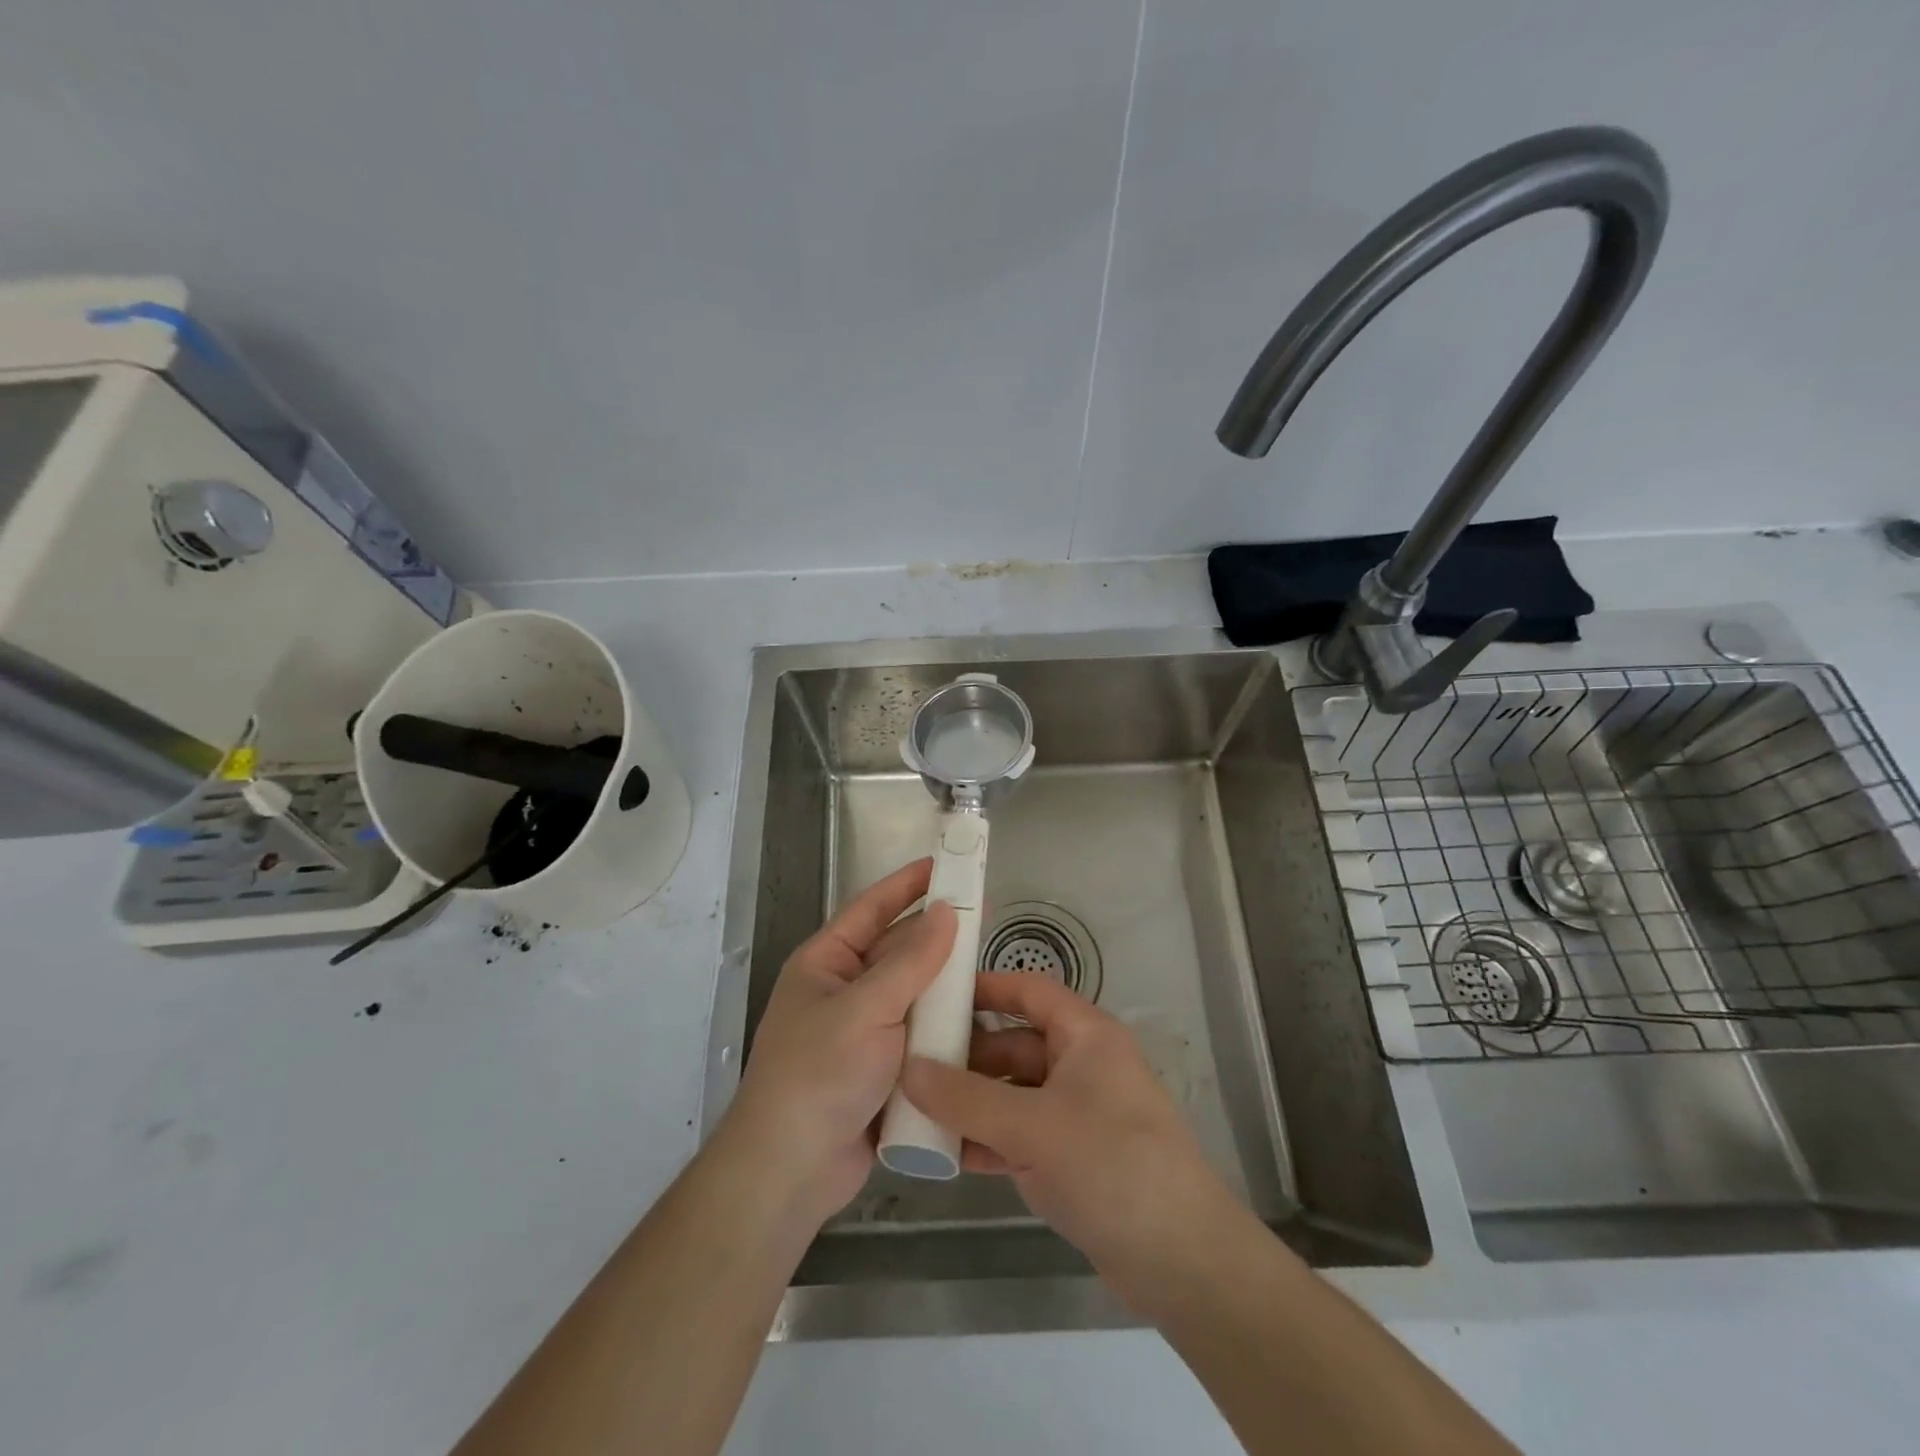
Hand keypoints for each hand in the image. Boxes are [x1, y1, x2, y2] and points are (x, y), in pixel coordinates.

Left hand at [720, 858, 956, 1227]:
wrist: (792, 1170)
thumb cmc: (819, 1073)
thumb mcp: (865, 1008)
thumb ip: (910, 961)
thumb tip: (946, 911)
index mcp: (825, 964)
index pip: (870, 909)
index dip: (906, 884)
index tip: (944, 864)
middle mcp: (844, 990)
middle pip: (896, 951)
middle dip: (935, 937)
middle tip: (983, 919)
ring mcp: (864, 1032)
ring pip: (913, 995)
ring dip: (945, 985)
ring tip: (990, 969)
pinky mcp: (883, 1069)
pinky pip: (920, 1034)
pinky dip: (945, 1027)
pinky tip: (981, 1022)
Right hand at [898, 973, 1238, 1294]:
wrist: (1182, 1262)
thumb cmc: (1110, 1165)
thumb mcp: (1030, 1126)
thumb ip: (965, 1098)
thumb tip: (907, 1067)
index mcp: (1085, 1035)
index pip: (1028, 990)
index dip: (984, 988)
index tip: (933, 995)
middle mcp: (1082, 1065)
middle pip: (1015, 1043)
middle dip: (966, 1055)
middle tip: (909, 1063)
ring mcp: (1078, 1113)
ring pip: (1014, 1092)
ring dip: (971, 1102)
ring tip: (916, 1109)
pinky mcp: (1074, 1158)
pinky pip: (1020, 1134)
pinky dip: (988, 1140)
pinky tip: (947, 1154)